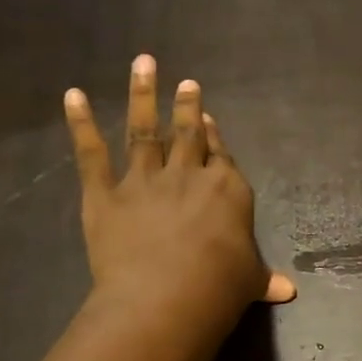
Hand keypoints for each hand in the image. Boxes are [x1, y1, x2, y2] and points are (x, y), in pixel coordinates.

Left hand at [64, 56, 295, 342]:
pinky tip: (73, 96)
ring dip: (143, 96)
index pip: (222, 155)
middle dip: (187, 106)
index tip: (208, 115)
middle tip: (186, 81)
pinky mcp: (105, 195)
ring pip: (145, 131)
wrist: (166, 296)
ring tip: (143, 64)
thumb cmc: (218, 286)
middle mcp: (188, 176)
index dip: (215, 135)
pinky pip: (91, 155)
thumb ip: (265, 278)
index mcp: (227, 190)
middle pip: (188, 134)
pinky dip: (80, 124)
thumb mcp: (249, 280)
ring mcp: (144, 181)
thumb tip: (288, 291)